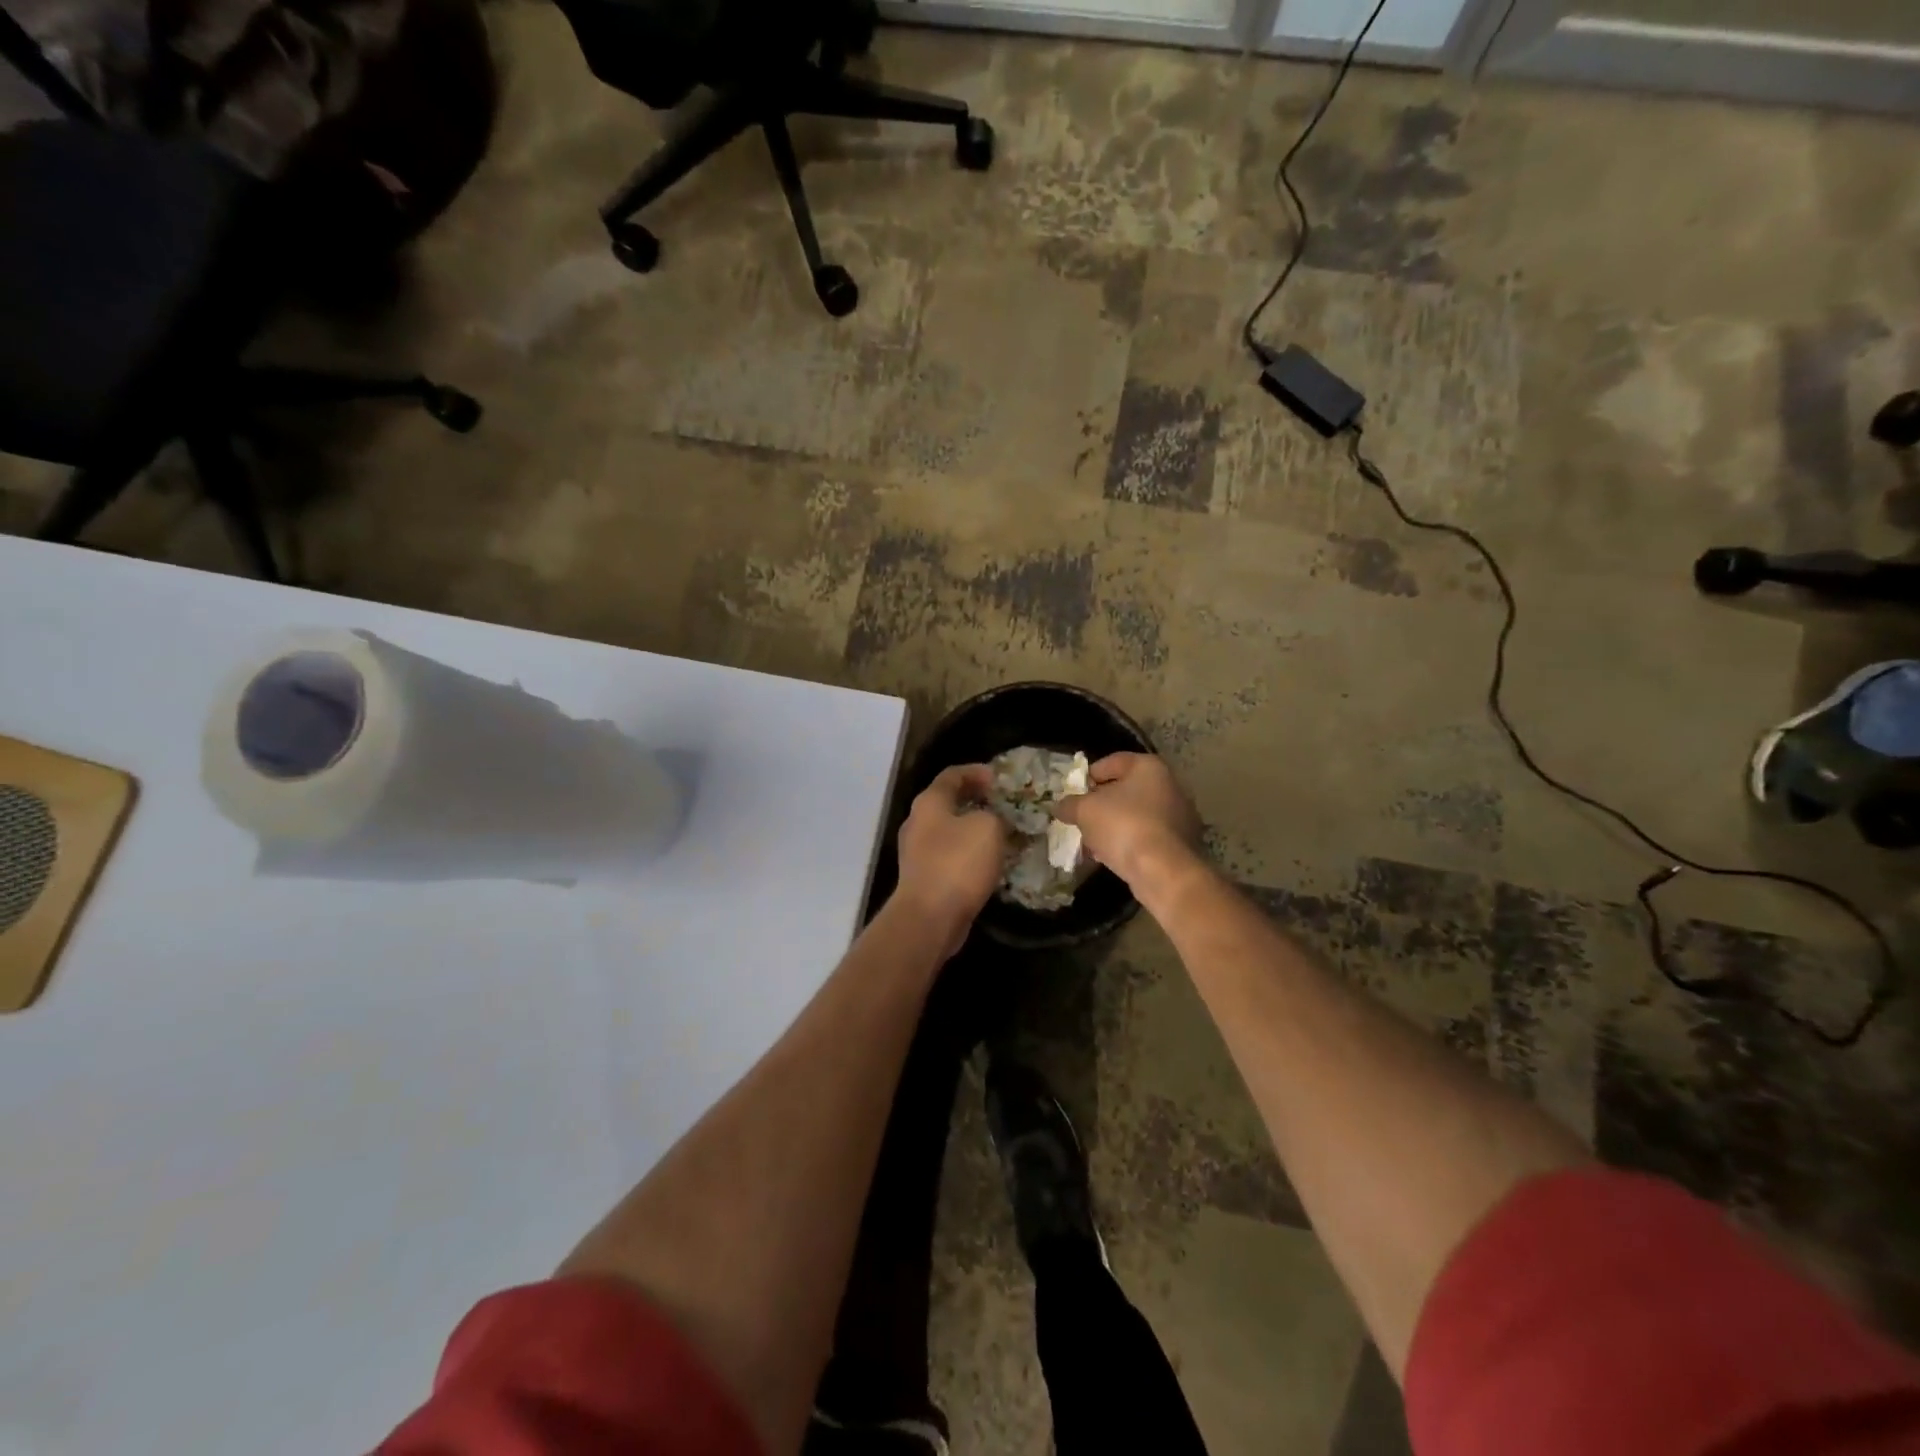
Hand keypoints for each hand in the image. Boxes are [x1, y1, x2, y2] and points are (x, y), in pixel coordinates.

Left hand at [894, 765, 1008, 951]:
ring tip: (1001, 834)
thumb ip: (995, 816)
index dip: (976, 772)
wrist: (929, 917)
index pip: (952, 775)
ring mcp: (917, 852)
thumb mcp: (988, 828)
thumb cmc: (958, 863)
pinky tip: (988, 863)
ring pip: (949, 831)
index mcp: (929, 802)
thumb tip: (993, 820)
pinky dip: (968, 854)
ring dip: (973, 829)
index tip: (999, 778)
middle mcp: (918, 822)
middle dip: (976, 801)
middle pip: (947, 802)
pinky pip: (949, 856)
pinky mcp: (923, 878)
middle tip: (1002, 805)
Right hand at [1054, 753, 1202, 890]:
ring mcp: (1179, 816)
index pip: (1114, 761)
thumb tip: (1060, 806)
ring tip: (1090, 842)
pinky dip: (1128, 842)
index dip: (1090, 775)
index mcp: (1149, 767)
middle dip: (1100, 804)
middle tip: (1080, 817)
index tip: (1075, 792)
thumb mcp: (1084, 810)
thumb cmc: (1123, 825)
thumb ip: (1069, 804)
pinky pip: (1147, 836)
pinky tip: (1109, 856)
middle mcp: (1170, 786)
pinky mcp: (1180, 844)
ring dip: (1112, 826)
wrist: (1161, 870)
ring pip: (1136, 815)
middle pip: (1126, 790)